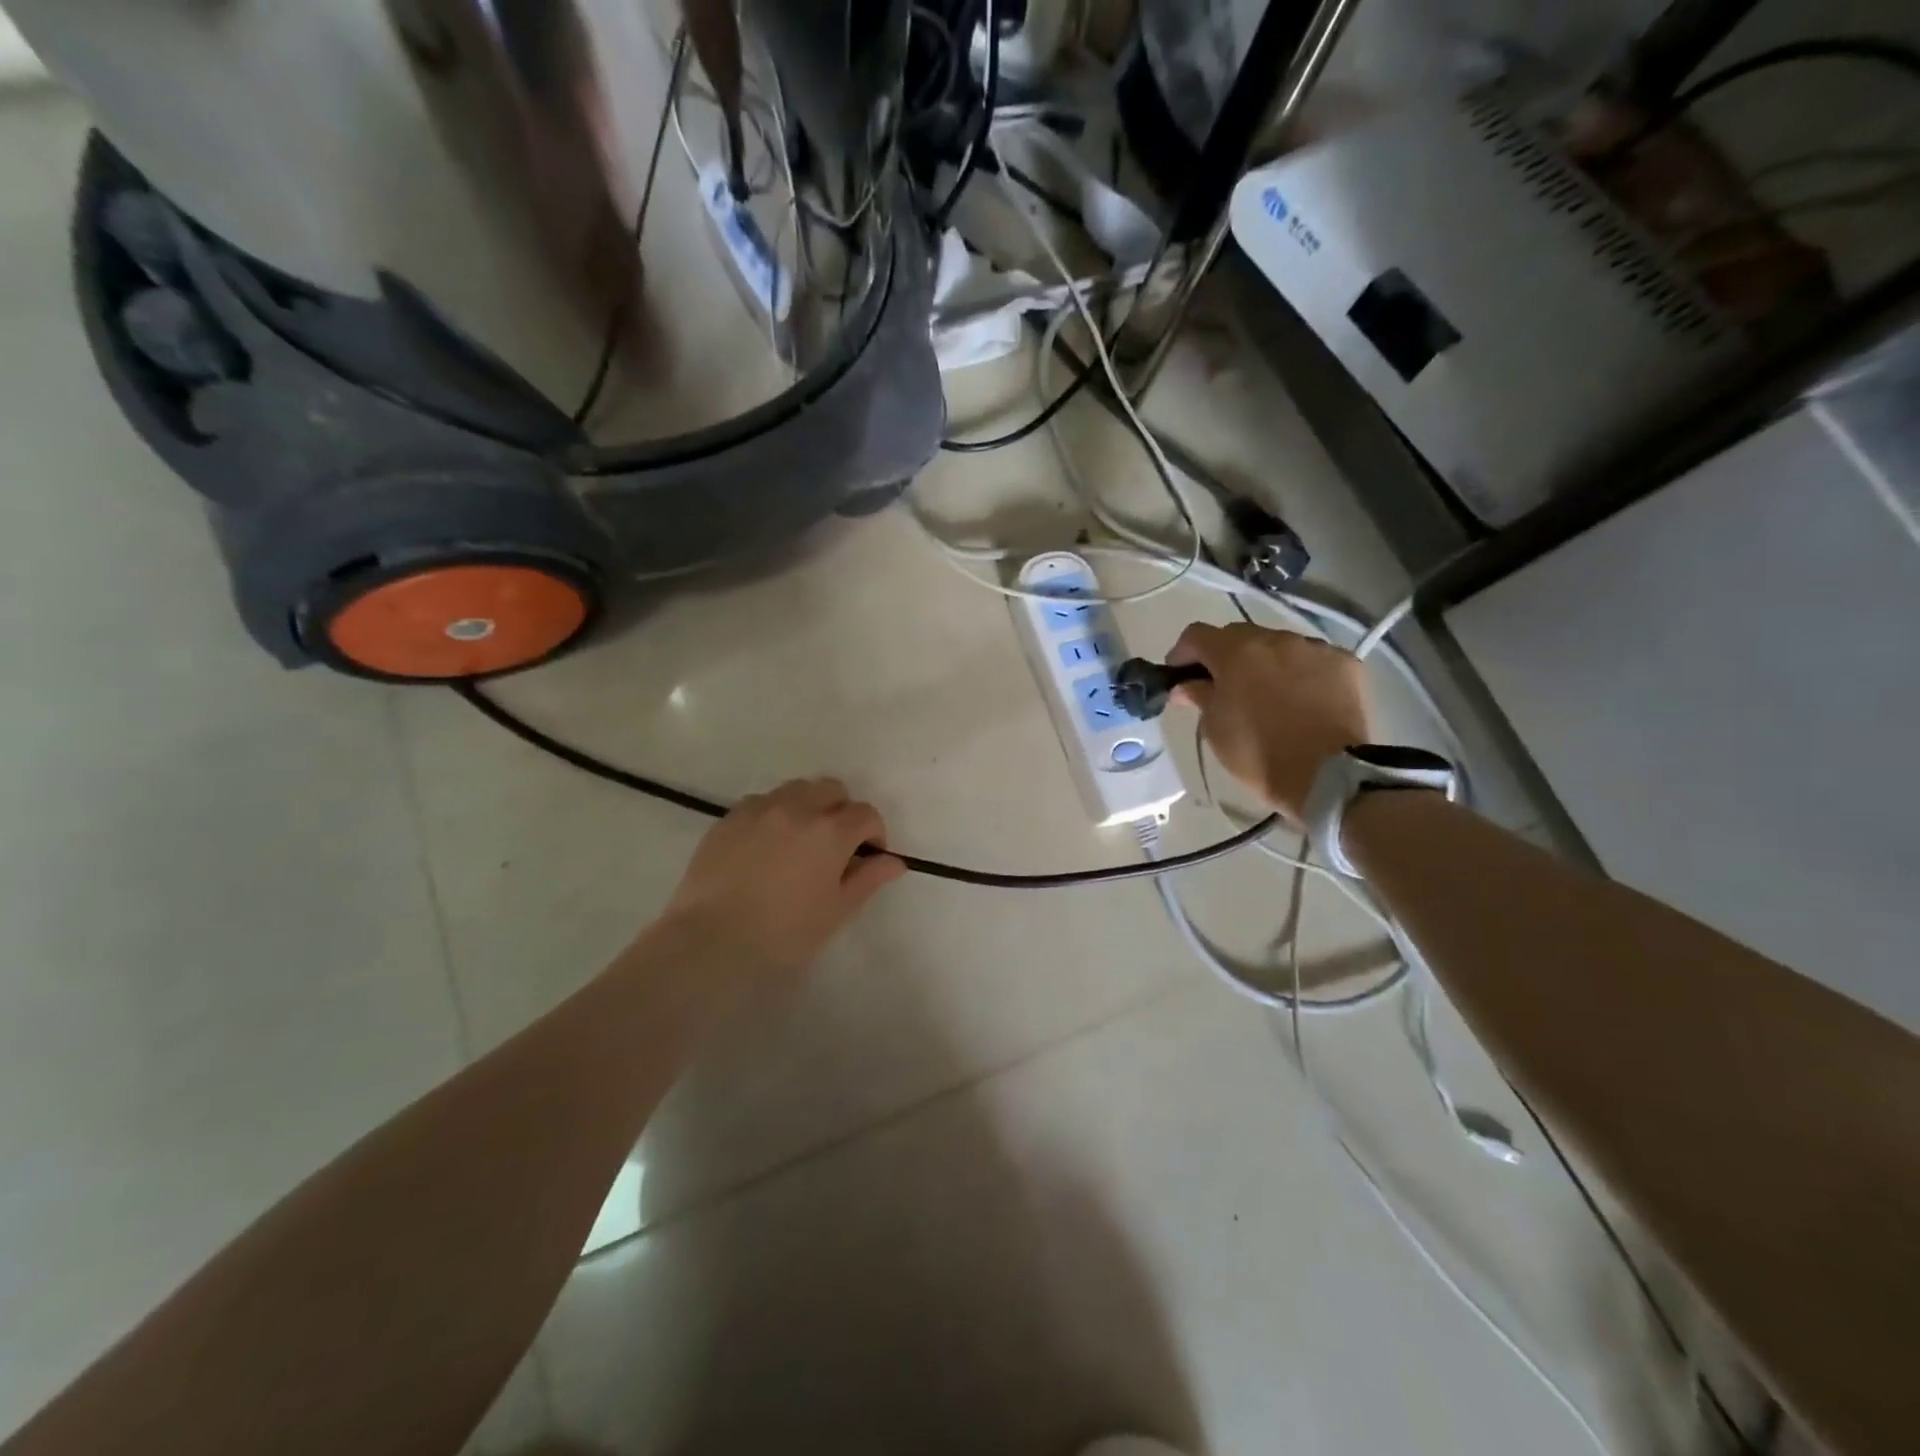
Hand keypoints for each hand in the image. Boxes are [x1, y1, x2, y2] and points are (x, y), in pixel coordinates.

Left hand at [660, 778, 906, 978]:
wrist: (710, 941)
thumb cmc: (783, 934)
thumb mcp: (836, 911)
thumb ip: (868, 879)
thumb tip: (894, 862)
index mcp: (830, 831)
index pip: (866, 814)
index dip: (874, 833)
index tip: (866, 857)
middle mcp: (797, 808)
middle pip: (832, 789)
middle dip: (841, 811)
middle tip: (835, 846)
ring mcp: (759, 809)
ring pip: (796, 790)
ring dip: (808, 807)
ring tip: (799, 841)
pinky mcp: (729, 818)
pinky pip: (761, 802)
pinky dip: (774, 814)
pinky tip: (766, 846)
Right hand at [1168, 622, 1372, 819]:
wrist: (1328, 776)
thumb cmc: (1259, 754)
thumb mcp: (1215, 729)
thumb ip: (1199, 696)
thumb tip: (1185, 685)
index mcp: (1236, 653)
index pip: (1197, 635)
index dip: (1182, 652)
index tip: (1178, 674)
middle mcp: (1275, 639)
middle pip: (1238, 635)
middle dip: (1224, 655)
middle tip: (1220, 683)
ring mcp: (1314, 648)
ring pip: (1278, 644)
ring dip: (1264, 661)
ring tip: (1265, 690)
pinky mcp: (1345, 663)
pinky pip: (1311, 658)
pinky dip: (1299, 670)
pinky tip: (1300, 695)